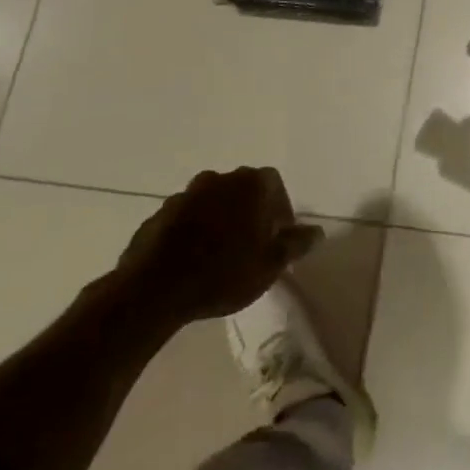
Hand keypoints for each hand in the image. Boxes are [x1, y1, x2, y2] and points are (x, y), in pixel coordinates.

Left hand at [114, 167, 322, 329]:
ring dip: (220, 221)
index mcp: (250, 184)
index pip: (274, 185)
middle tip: (252, 246)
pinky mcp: (158, 215)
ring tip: (220, 256)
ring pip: (213, 203)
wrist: (152, 290)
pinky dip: (193, 232)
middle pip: (243, 191)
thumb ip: (296, 244)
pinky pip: (186, 219)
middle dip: (250, 213)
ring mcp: (185, 194)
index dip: (280, 210)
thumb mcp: (270, 264)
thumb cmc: (223, 273)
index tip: (277, 238)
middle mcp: (219, 179)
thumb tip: (317, 231)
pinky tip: (192, 261)